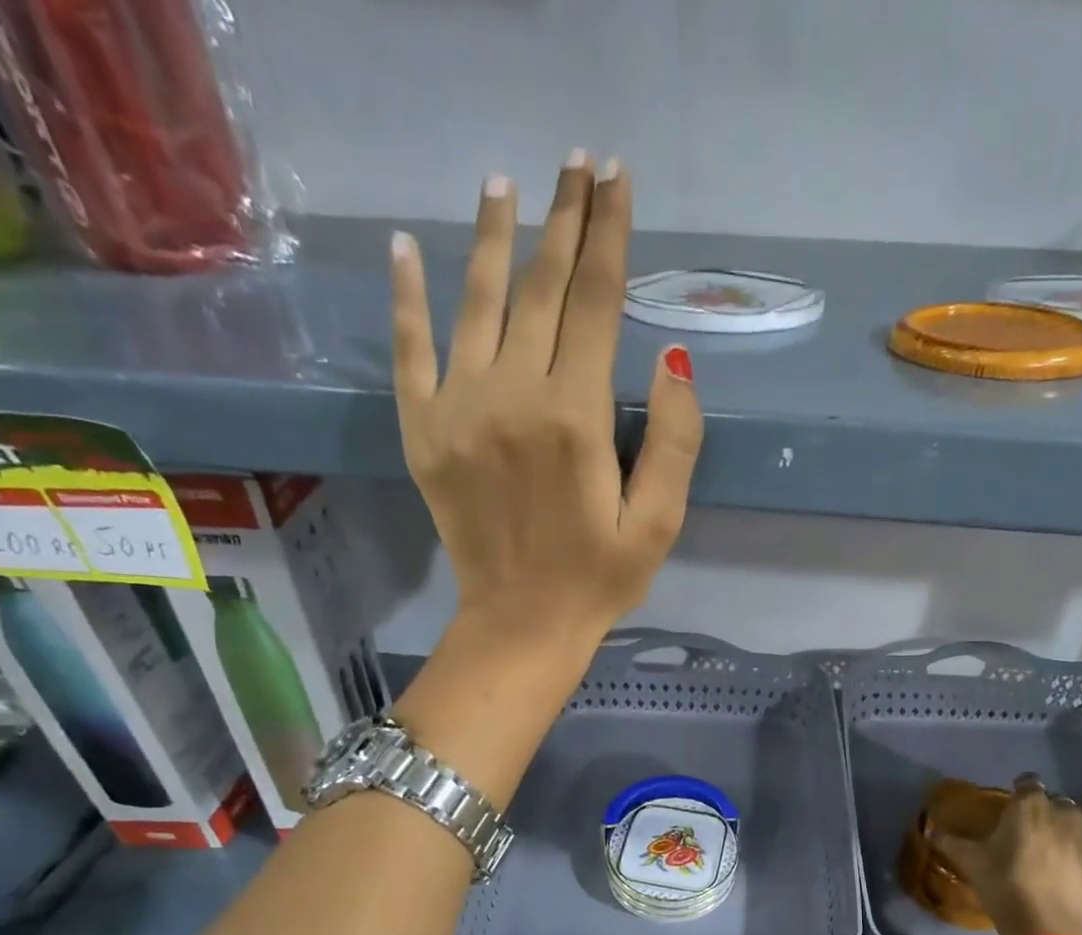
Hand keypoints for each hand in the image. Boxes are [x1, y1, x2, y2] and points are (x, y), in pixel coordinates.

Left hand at [389, 154, 702, 655]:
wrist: (520, 625)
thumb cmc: (598, 579)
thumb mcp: (658, 523)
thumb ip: (675, 441)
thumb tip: (672, 356)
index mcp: (576, 416)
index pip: (595, 302)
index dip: (609, 235)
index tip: (616, 179)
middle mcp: (513, 395)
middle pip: (539, 287)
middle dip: (562, 219)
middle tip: (575, 162)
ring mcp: (458, 409)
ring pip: (476, 302)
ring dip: (491, 237)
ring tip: (502, 183)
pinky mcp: (422, 431)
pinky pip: (409, 349)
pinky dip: (406, 297)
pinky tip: (406, 249)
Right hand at [932, 775, 1081, 934]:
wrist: (1048, 927)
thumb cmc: (1005, 887)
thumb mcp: (972, 864)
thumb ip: (952, 843)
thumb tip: (931, 831)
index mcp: (1029, 806)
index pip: (1027, 782)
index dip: (1020, 789)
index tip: (1012, 800)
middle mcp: (1061, 811)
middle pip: (1056, 799)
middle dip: (1045, 807)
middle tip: (1031, 826)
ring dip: (1074, 817)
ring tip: (1062, 832)